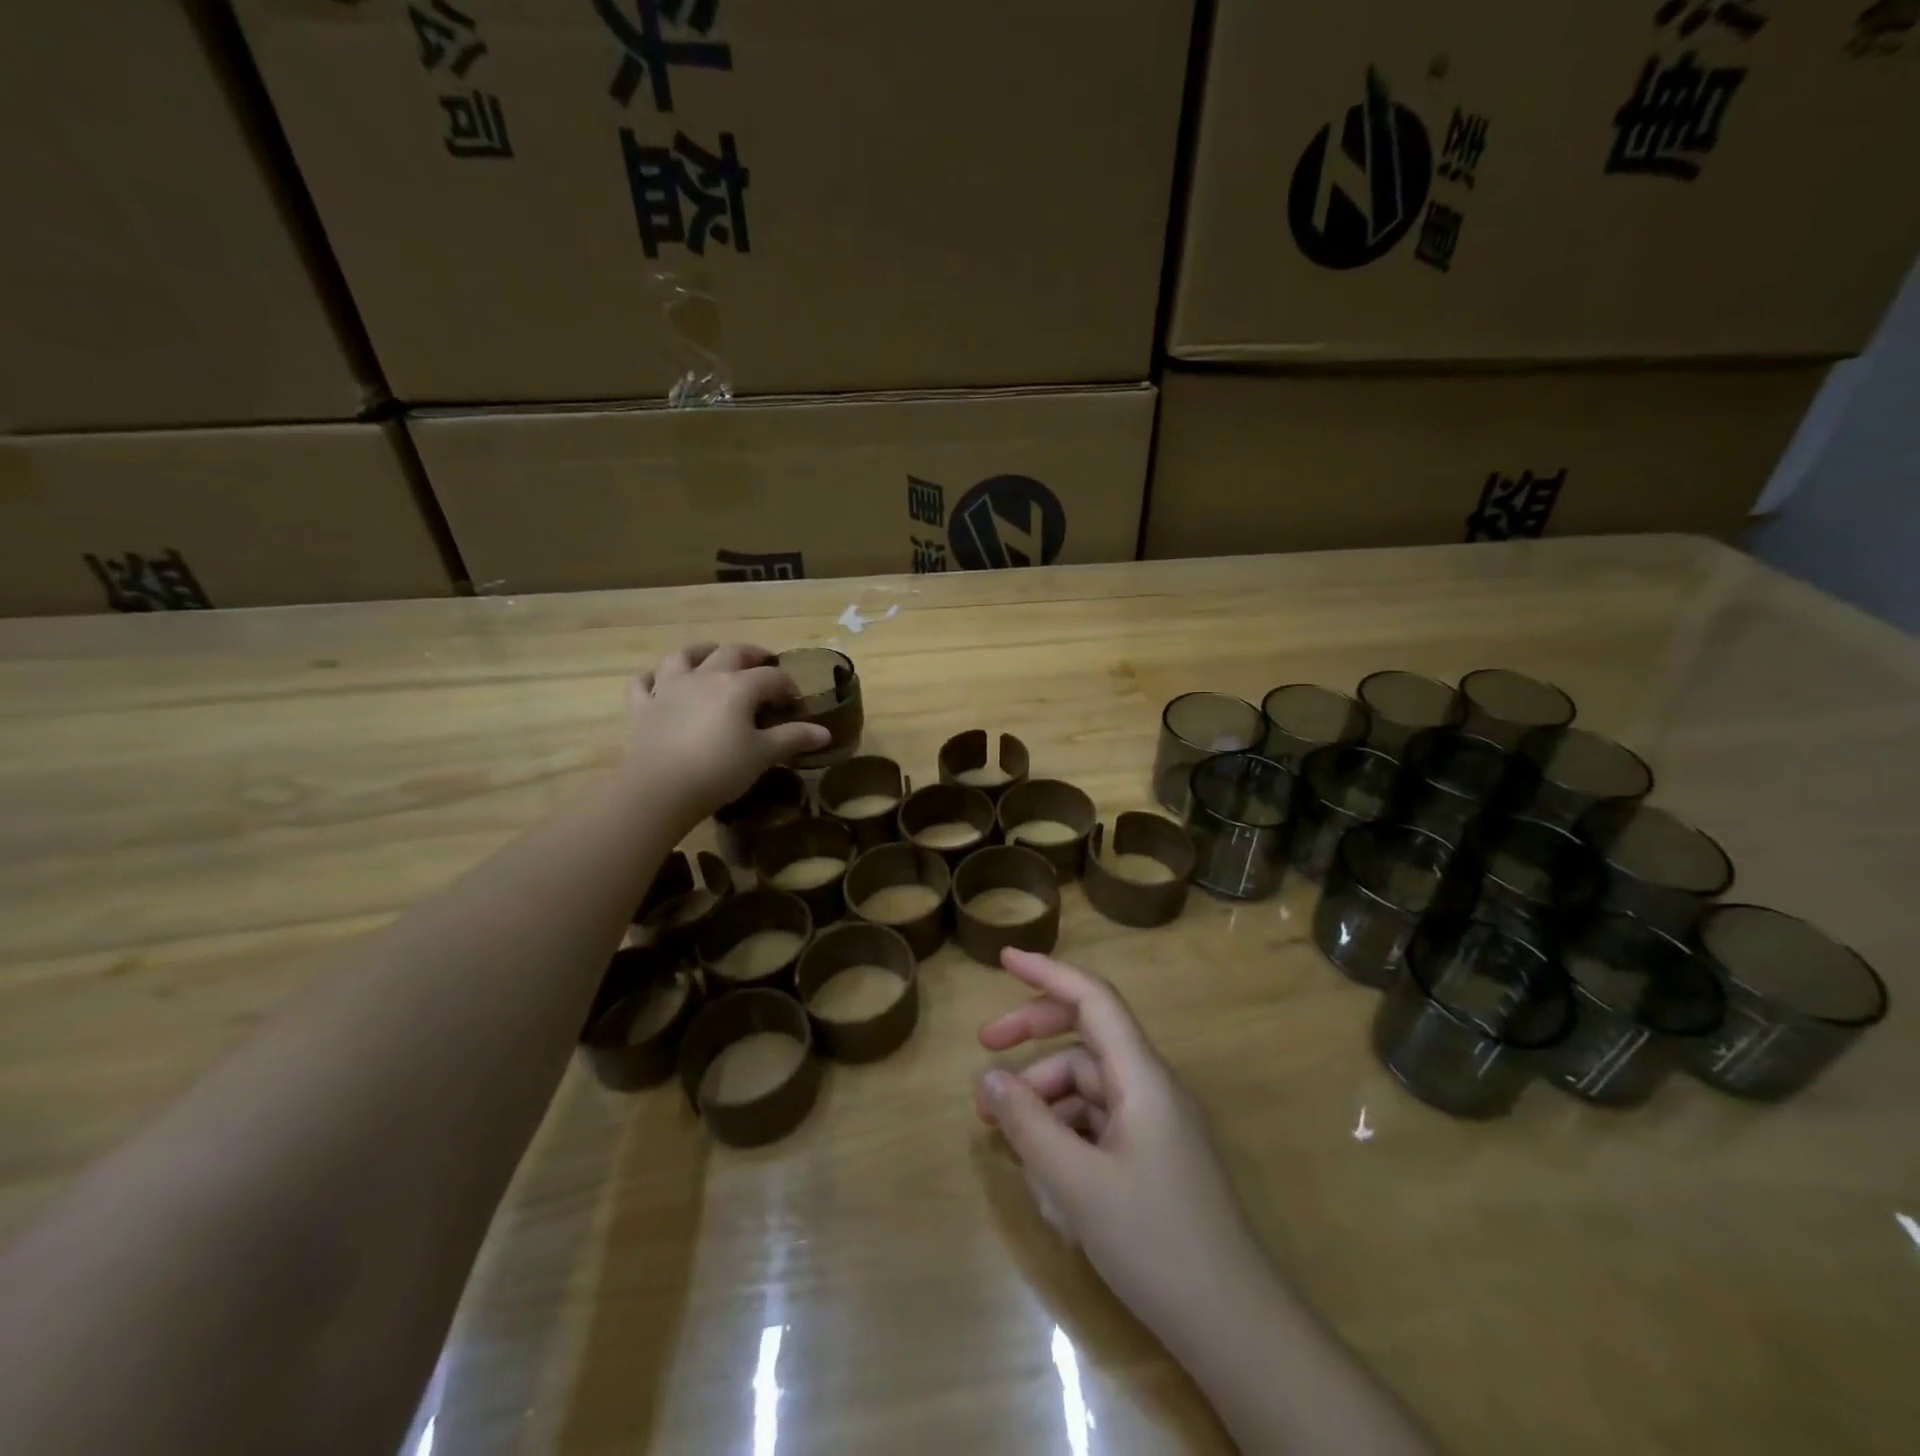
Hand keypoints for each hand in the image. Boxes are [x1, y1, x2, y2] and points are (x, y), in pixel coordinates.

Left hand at [623, 643, 830, 823]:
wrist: (660, 788)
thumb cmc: (720, 769)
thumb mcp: (763, 755)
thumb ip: (793, 738)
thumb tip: (824, 733)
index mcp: (738, 686)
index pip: (772, 676)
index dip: (788, 686)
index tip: (796, 702)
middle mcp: (705, 676)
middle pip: (732, 653)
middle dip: (752, 656)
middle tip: (763, 665)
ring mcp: (669, 688)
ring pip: (684, 656)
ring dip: (701, 652)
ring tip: (712, 656)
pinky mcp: (642, 707)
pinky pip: (644, 683)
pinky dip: (653, 679)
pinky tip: (659, 683)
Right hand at [975, 950, 1264, 1339]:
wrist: (1236, 1327)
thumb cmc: (1156, 1243)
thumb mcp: (1078, 1184)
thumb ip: (1030, 1125)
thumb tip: (989, 1080)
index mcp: (1142, 1076)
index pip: (1093, 999)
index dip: (1048, 972)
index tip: (1004, 959)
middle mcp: (1151, 1086)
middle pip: (1086, 1037)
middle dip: (1032, 1036)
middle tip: (983, 1049)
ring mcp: (1156, 1122)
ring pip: (1089, 1083)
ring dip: (1043, 1092)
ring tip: (1000, 1127)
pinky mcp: (1154, 1155)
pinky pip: (1100, 1119)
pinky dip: (1064, 1125)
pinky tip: (1039, 1159)